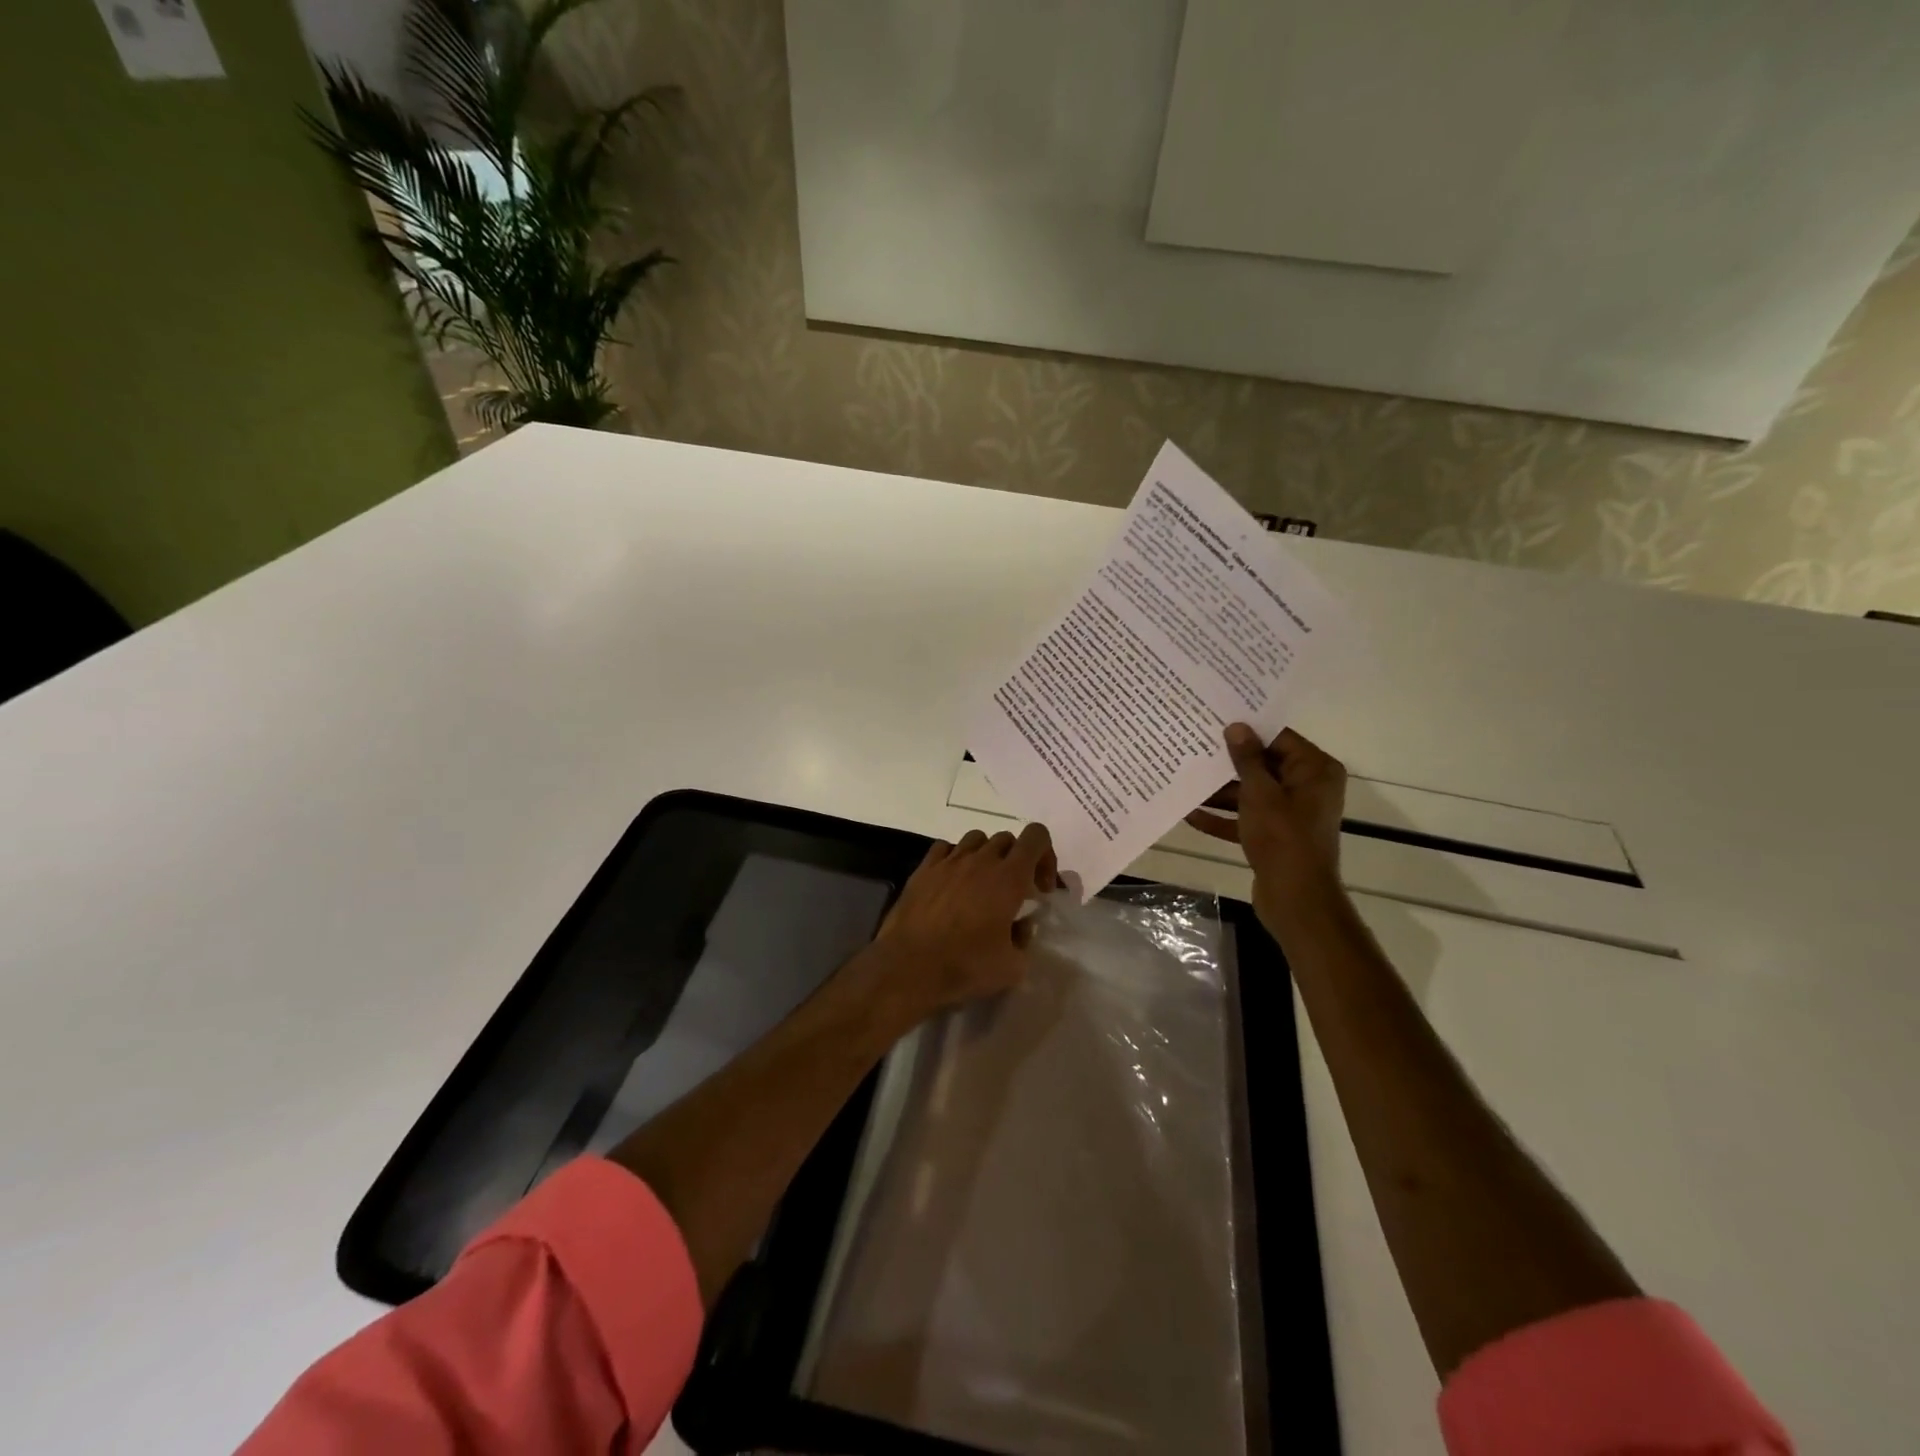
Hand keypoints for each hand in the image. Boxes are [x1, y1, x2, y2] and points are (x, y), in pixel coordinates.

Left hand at [860, 824, 1058, 1019]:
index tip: (1040, 888)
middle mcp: (980, 860)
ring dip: (986, 855)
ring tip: (981, 885)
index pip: (1036, 837)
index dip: (1045, 856)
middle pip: (1006, 839)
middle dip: (1016, 860)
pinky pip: (945, 848)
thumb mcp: (1012, 967)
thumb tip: (1020, 926)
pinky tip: (952, 883)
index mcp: (1008, 878)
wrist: (908, 966)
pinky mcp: (923, 869)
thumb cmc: (965, 966)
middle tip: (1013, 892)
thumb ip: (1024, 940)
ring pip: (976, 839)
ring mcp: (949, 861)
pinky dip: (955, 858)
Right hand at [1187, 724, 1348, 925]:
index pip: (1279, 738)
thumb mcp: (1259, 793)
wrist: (1295, 898)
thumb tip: (1236, 726)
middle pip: (1263, 765)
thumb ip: (1246, 759)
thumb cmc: (1282, 837)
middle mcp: (1307, 787)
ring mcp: (1291, 814)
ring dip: (1219, 791)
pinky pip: (1246, 819)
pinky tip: (1189, 814)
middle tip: (1193, 744)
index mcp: (1314, 770)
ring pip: (1251, 793)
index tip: (1215, 719)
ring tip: (1185, 778)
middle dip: (1228, 762)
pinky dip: (1223, 817)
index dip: (1247, 730)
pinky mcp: (1275, 836)